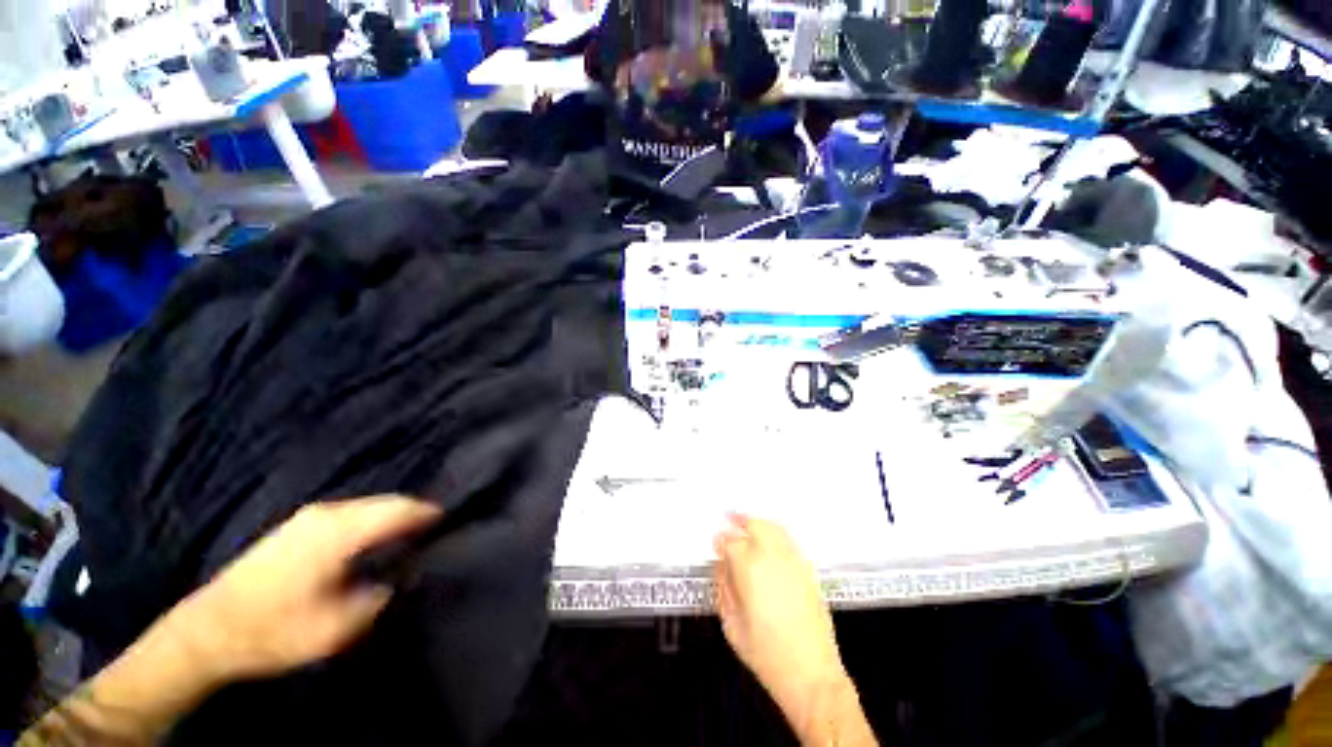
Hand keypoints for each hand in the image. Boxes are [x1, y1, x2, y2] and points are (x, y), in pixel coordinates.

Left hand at [164, 496, 441, 683]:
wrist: (207, 631)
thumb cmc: (272, 631)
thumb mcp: (334, 628)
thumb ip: (378, 598)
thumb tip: (402, 576)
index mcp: (337, 533)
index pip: (397, 510)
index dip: (428, 513)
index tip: (453, 520)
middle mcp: (326, 514)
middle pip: (385, 503)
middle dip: (413, 513)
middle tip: (438, 529)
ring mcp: (308, 517)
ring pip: (367, 506)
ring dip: (392, 516)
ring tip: (413, 534)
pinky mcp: (297, 526)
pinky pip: (350, 513)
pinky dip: (371, 520)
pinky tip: (375, 539)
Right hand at [713, 515, 845, 710]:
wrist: (811, 674)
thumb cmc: (765, 654)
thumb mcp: (731, 624)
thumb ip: (723, 588)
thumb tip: (721, 565)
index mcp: (749, 568)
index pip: (730, 541)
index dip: (720, 540)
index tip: (716, 543)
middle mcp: (772, 557)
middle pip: (755, 525)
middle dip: (740, 521)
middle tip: (730, 520)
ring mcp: (794, 561)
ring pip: (774, 528)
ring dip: (758, 523)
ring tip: (748, 524)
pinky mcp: (808, 570)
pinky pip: (789, 541)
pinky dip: (776, 533)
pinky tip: (770, 541)